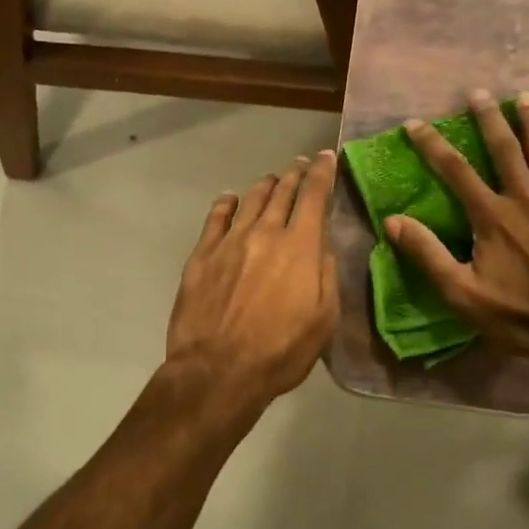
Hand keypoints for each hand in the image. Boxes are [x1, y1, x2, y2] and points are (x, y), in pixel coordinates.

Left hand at [165, 150, 340, 414]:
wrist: (217, 371)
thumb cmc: (280, 351)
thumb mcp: (324, 320)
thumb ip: (327, 275)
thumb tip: (322, 245)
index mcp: (299, 246)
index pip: (314, 196)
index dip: (322, 172)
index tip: (326, 157)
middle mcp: (264, 233)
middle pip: (282, 192)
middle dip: (294, 174)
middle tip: (301, 164)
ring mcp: (229, 241)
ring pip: (250, 200)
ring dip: (265, 185)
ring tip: (273, 180)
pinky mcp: (201, 255)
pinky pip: (215, 218)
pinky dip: (226, 203)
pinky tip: (230, 199)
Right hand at [387, 90, 528, 358]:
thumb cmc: (517, 316)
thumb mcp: (461, 293)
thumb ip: (427, 254)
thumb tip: (392, 221)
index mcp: (493, 217)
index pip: (456, 171)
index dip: (432, 145)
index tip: (415, 123)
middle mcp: (526, 201)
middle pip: (506, 151)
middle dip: (490, 120)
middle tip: (479, 93)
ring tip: (526, 98)